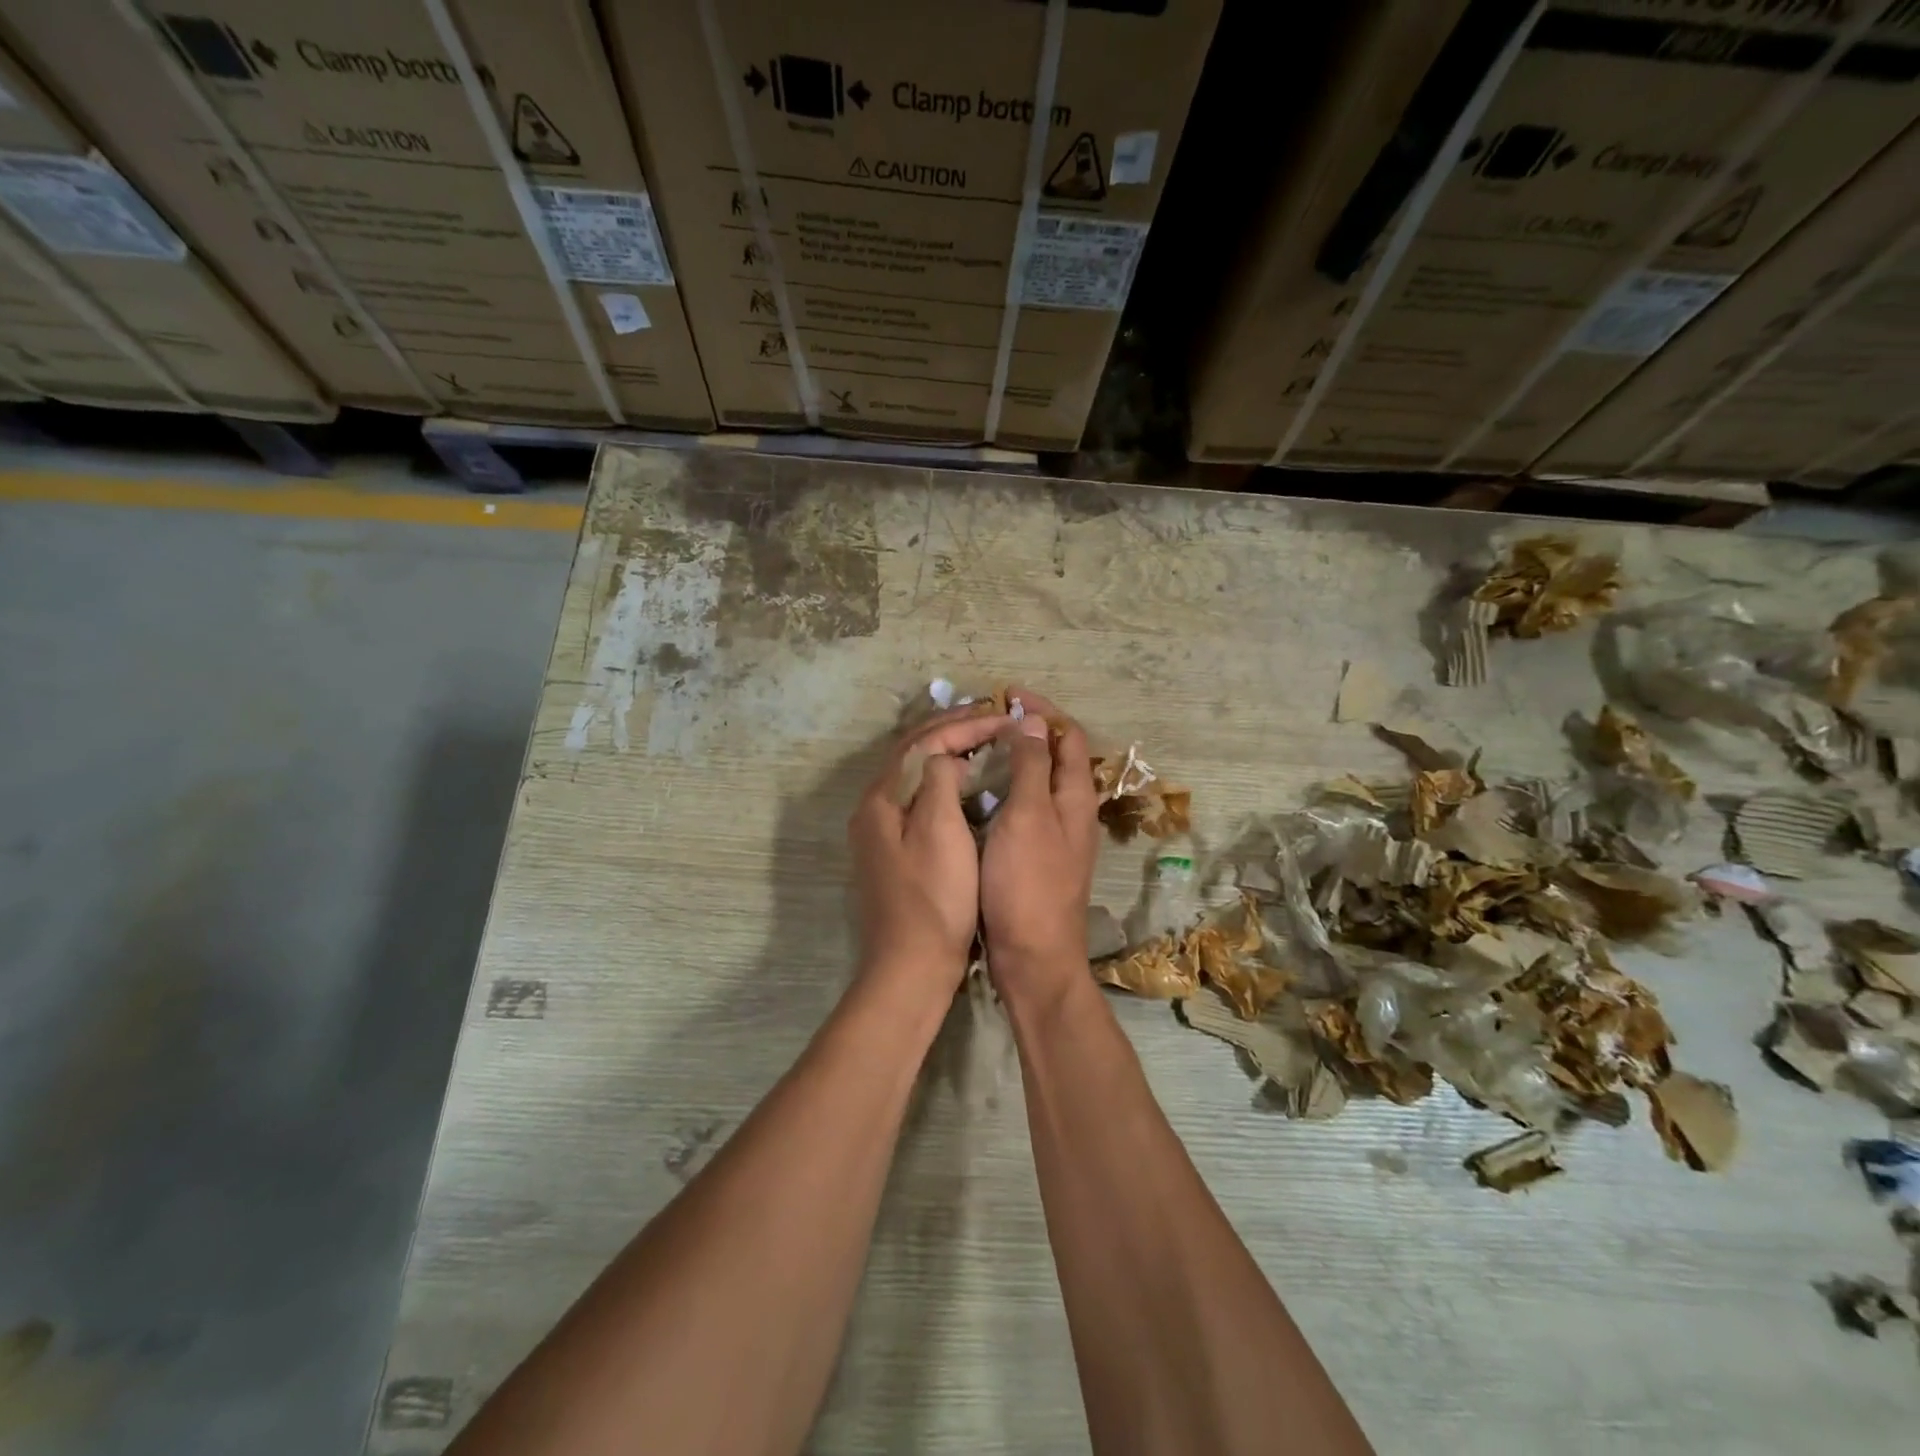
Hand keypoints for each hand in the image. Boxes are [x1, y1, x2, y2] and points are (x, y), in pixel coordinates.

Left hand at [849, 704, 1007, 992]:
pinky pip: (918, 798)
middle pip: (911, 752)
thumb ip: (940, 780)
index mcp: (881, 799)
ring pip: (914, 774)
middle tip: (992, 716)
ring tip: (982, 739)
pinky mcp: (893, 851)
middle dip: (951, 729)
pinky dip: (943, 780)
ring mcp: (880, 831)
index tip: (1005, 717)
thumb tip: (945, 757)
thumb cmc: (933, 898)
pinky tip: (966, 783)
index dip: (965, 725)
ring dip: (946, 751)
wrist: (910, 967)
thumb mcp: (940, 830)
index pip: (923, 742)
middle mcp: (873, 808)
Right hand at [980, 689, 1098, 1007]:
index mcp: (1075, 798)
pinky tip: (976, 795)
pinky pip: (1023, 808)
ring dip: (1014, 760)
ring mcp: (1055, 836)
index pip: (1069, 736)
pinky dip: (1004, 790)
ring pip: (1038, 783)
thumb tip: (1033, 721)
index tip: (1006, 696)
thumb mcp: (1028, 818)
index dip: (1042, 710)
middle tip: (986, 721)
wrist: (1032, 957)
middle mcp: (1071, 812)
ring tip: (977, 750)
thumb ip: (1031, 768)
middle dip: (1027, 731)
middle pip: (1056, 757)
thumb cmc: (1028, 884)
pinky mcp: (1036, 856)